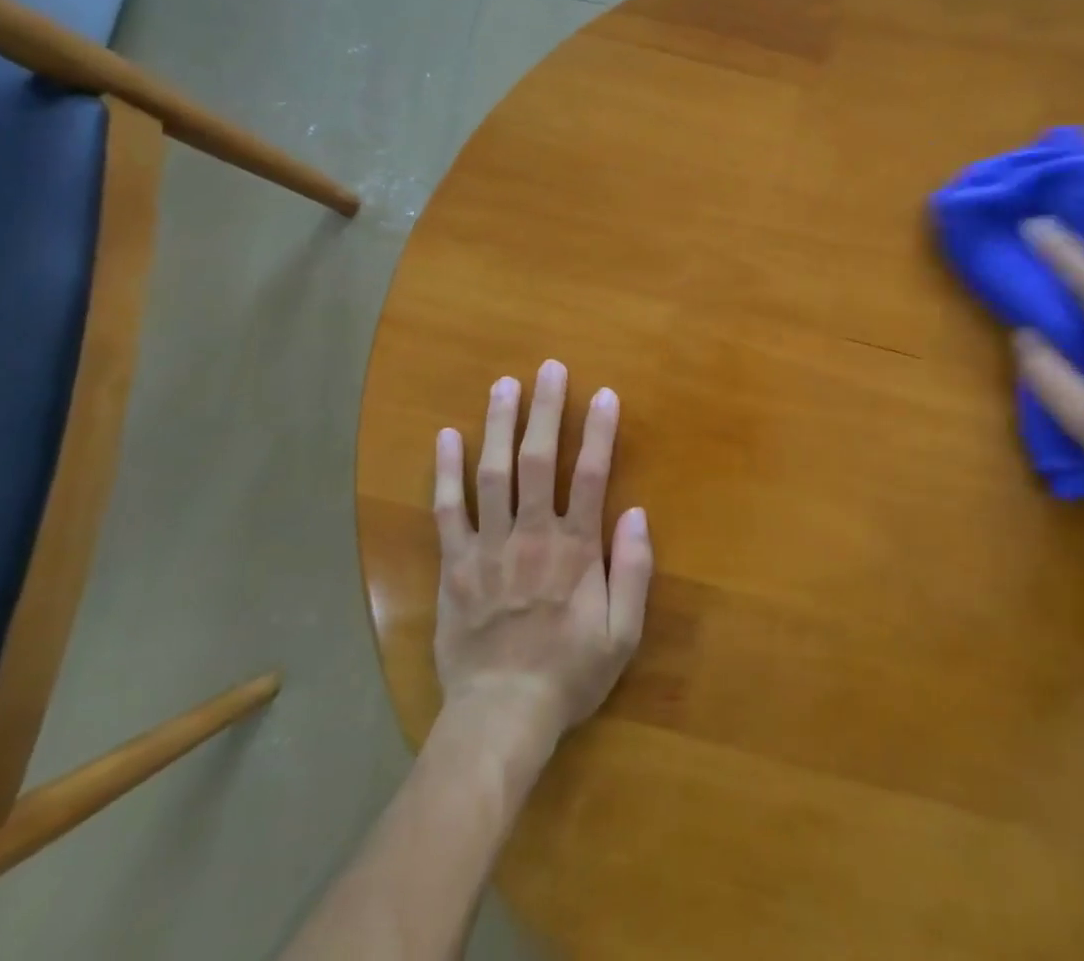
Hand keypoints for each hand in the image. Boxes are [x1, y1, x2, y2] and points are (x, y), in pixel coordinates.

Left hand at [432, 359, 652, 747]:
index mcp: (575, 550)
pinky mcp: (455, 564)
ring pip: (492, 475)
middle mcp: (532, 536)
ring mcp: (489, 547)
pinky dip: (445, 472)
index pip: (590, 476)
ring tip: (503, 384)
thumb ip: (635, 572)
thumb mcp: (623, 634)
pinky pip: (448, 511)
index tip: (603, 394)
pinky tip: (445, 437)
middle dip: (545, 411)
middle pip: (538, 461)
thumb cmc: (569, 673)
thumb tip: (637, 513)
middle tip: (547, 368)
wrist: (501, 715)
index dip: (598, 432)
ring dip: (498, 426)